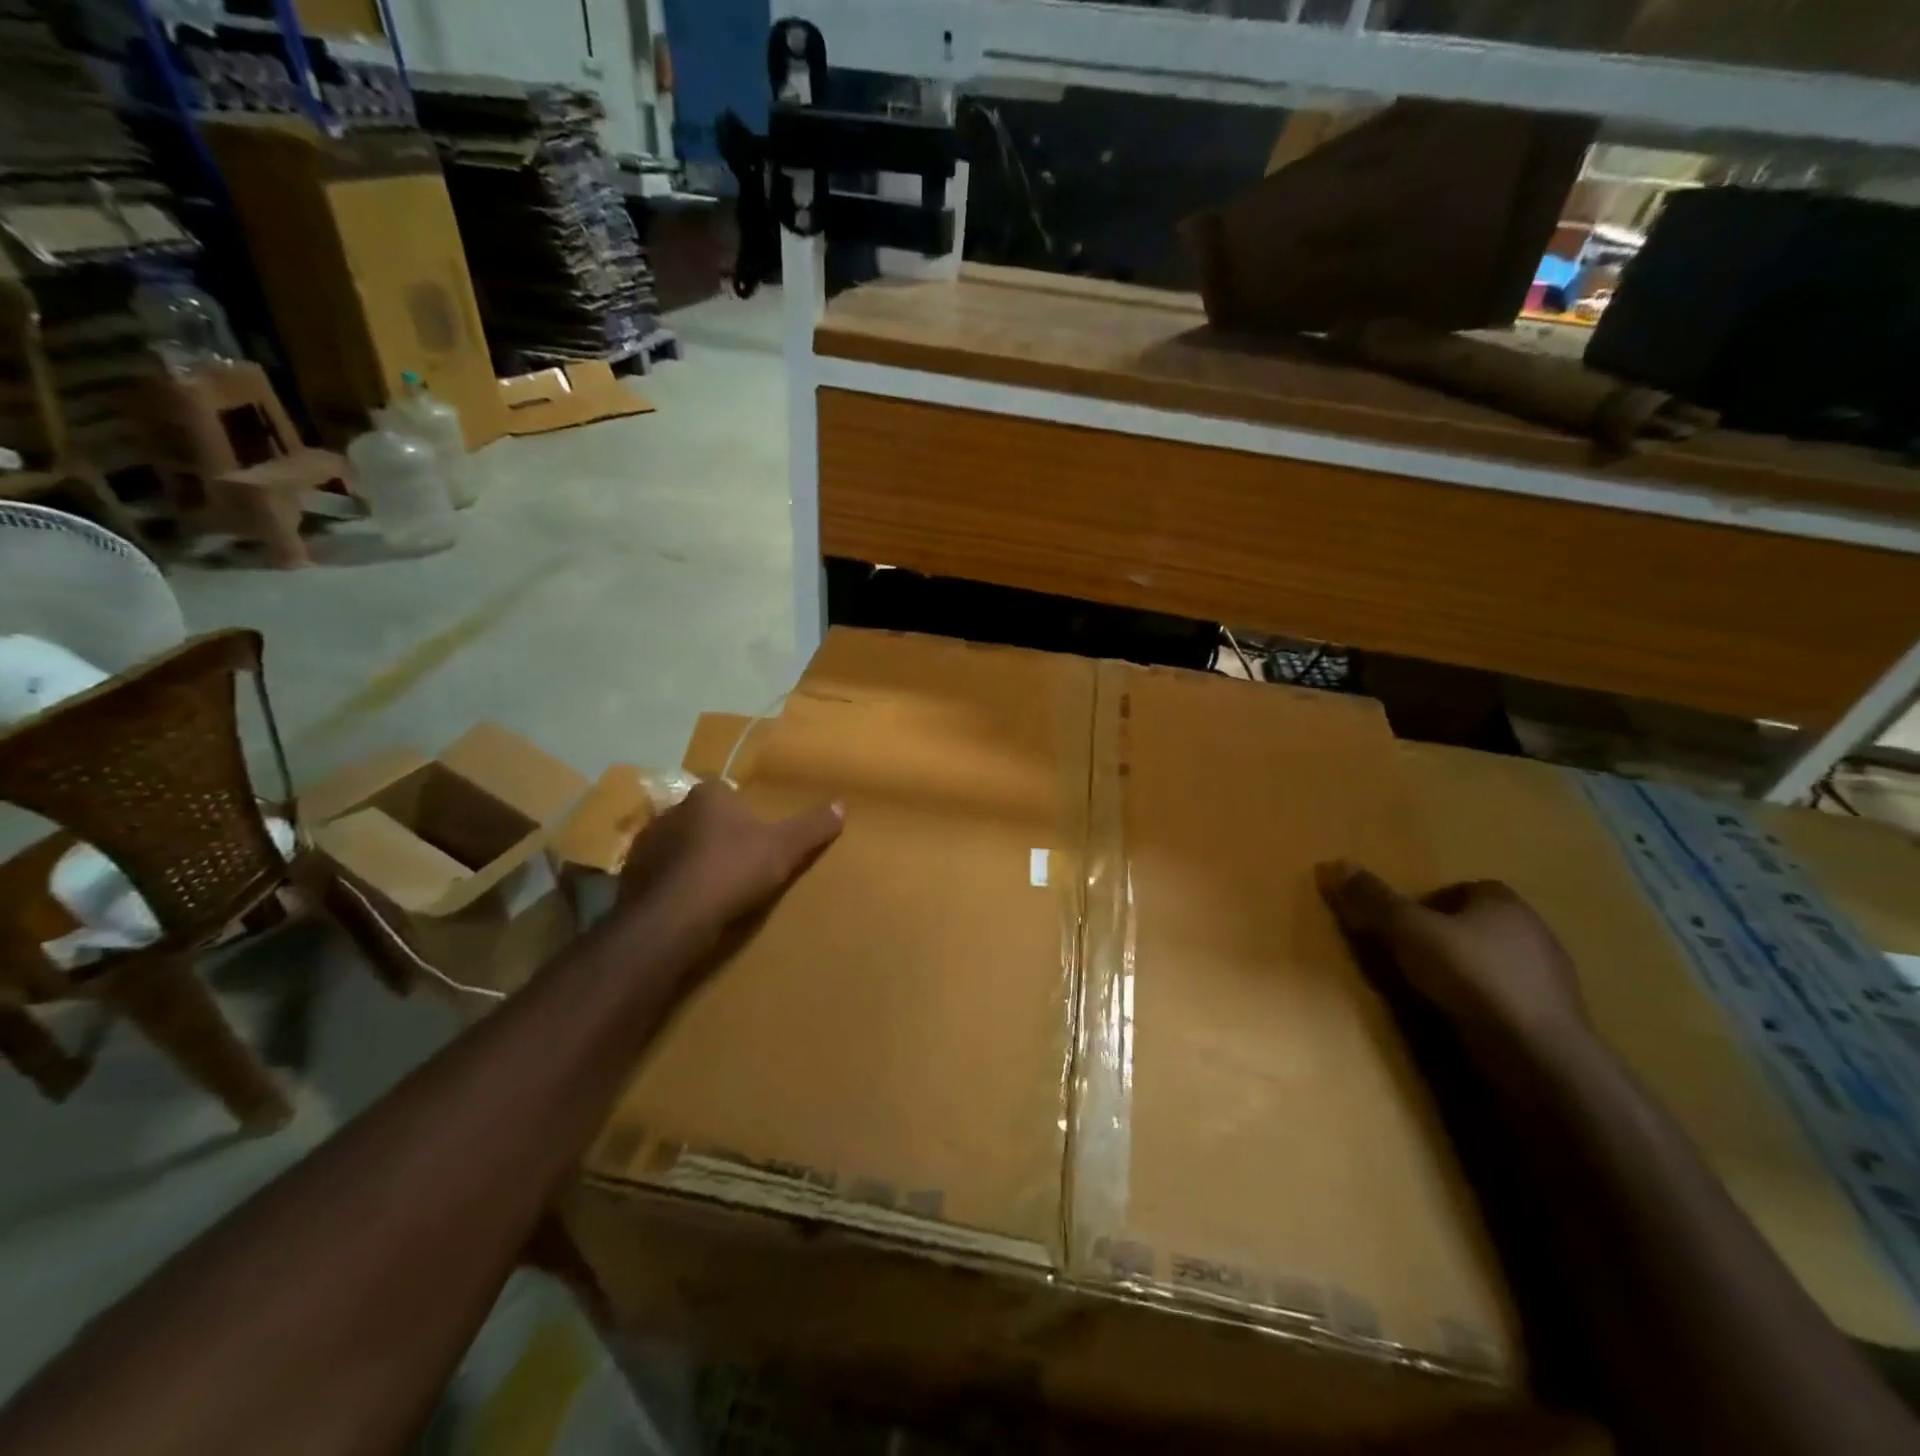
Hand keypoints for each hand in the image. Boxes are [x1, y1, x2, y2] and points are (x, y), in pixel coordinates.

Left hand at [616, 780, 843, 947]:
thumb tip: (841, 804)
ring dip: (690, 860)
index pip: (724, 791)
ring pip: (675, 846)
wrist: (672, 918)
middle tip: (738, 860)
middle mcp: (671, 812)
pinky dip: (671, 885)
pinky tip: (687, 905)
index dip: (741, 811)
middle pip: (699, 818)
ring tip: (712, 887)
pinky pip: (658, 876)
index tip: (756, 833)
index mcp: (707, 796)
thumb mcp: (783, 848)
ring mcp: (645, 845)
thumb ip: (811, 826)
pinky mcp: (629, 878)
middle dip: (714, 834)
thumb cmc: (731, 871)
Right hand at [1315, 861, 1589, 1079]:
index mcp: (1503, 902)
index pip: (1461, 888)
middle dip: (1443, 936)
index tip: (1401, 926)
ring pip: (1493, 961)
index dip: (1428, 904)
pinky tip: (1461, 1018)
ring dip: (1464, 971)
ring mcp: (1550, 976)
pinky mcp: (1553, 1017)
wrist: (1540, 1057)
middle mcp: (1533, 930)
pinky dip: (1483, 1002)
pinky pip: (1507, 997)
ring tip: (1430, 991)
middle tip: (1408, 956)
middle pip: (1475, 924)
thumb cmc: (1472, 978)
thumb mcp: (1407, 932)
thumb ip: (1372, 900)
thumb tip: (1331, 863)